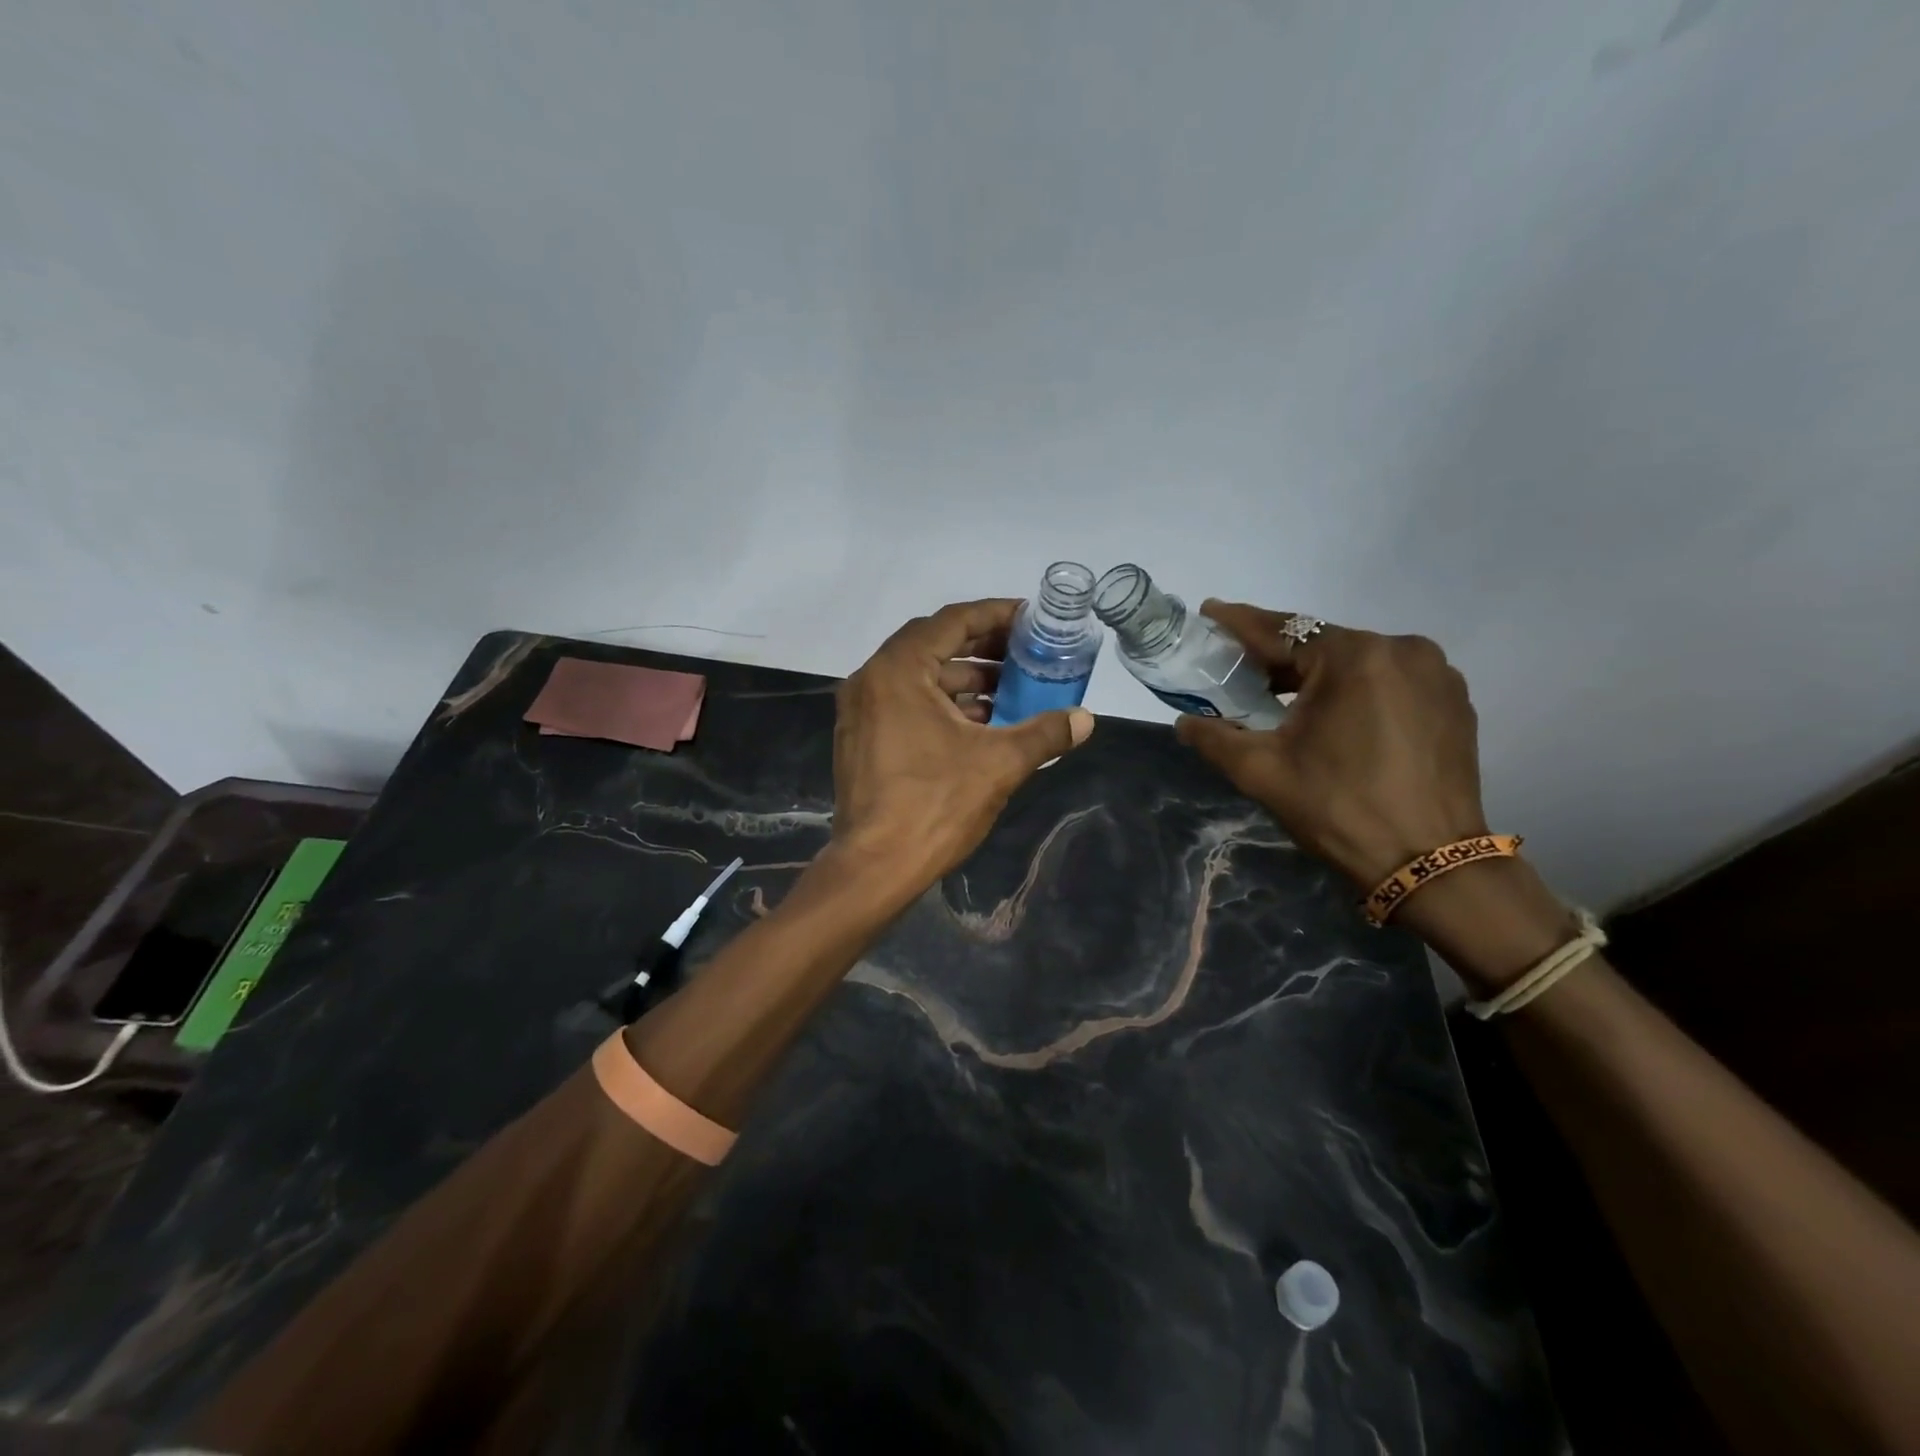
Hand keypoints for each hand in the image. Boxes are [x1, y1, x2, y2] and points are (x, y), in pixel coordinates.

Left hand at [829, 599, 1094, 894]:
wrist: (875, 867)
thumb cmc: (935, 805)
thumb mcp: (999, 764)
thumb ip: (1045, 733)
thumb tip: (1086, 719)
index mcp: (898, 671)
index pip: (952, 621)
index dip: (995, 615)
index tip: (1031, 619)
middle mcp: (871, 680)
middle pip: (933, 645)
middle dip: (983, 647)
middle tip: (1025, 653)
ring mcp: (861, 711)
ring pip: (919, 677)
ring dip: (964, 679)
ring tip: (1010, 691)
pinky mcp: (861, 738)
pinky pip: (905, 702)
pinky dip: (942, 704)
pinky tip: (980, 724)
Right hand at [1175, 602, 1487, 887]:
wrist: (1429, 864)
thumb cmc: (1338, 809)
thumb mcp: (1261, 772)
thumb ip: (1214, 737)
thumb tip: (1184, 722)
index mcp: (1354, 657)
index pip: (1282, 630)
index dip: (1238, 623)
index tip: (1209, 612)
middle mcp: (1402, 650)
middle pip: (1320, 645)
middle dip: (1277, 658)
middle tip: (1239, 672)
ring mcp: (1435, 674)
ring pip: (1356, 662)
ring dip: (1317, 675)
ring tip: (1283, 699)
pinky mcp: (1453, 700)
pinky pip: (1388, 681)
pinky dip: (1355, 690)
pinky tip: (1335, 718)